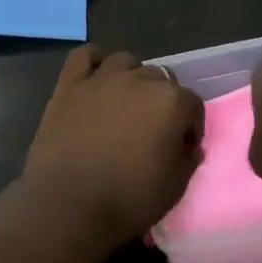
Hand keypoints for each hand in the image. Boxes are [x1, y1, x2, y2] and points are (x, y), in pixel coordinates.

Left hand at [21, 45, 203, 249]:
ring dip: (131, 78)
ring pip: (126, 62)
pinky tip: (95, 79)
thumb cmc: (129, 199)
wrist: (69, 206)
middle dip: (162, 101)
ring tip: (125, 104)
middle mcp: (140, 80)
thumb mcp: (176, 186)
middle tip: (151, 129)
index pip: (192, 104)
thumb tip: (188, 144)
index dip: (190, 126)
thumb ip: (188, 158)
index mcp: (171, 102)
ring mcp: (102, 79)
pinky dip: (93, 62)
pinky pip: (85, 56)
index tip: (182, 146)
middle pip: (160, 79)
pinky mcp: (70, 85)